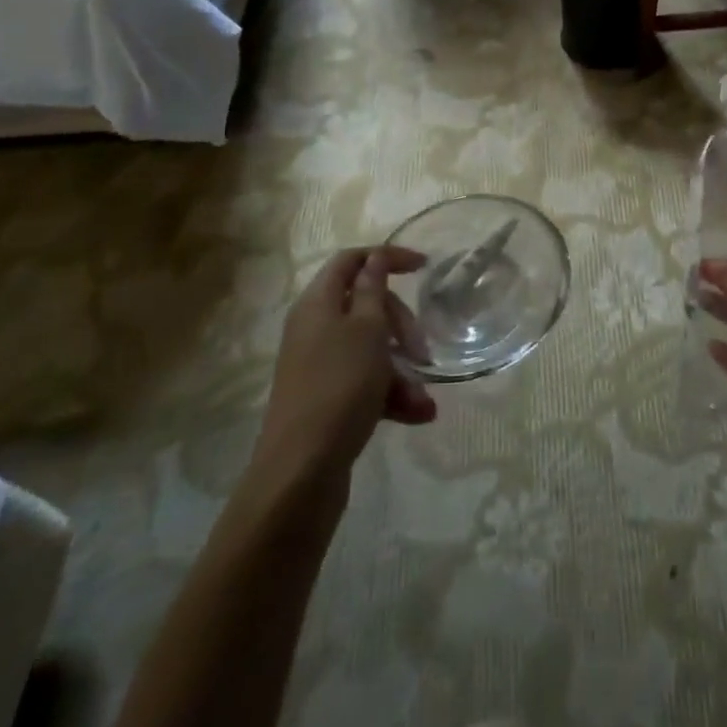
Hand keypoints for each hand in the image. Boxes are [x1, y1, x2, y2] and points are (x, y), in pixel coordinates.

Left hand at [253, 247, 436, 503]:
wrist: (302, 470)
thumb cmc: (340, 386)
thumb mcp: (367, 330)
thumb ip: (373, 290)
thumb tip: (374, 259)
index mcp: (318, 303)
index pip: (351, 260)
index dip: (387, 257)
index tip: (424, 267)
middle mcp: (314, 328)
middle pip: (366, 305)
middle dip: (401, 324)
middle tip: (421, 348)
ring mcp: (319, 364)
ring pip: (371, 349)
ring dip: (402, 368)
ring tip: (423, 399)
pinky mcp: (327, 397)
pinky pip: (366, 381)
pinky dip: (391, 393)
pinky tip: (417, 414)